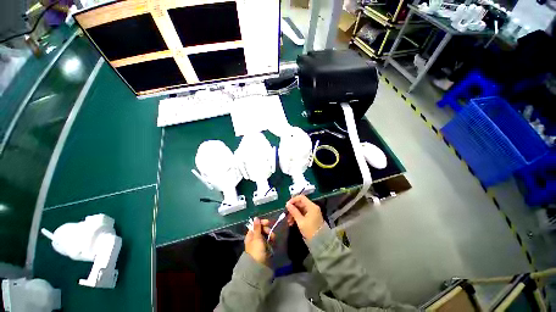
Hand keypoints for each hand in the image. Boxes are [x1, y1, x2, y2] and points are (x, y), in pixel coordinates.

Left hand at [245, 218, 274, 264]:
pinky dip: (271, 240)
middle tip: (270, 233)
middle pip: (262, 229)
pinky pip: (269, 240)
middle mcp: (255, 238)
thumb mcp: (256, 237)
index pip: (256, 225)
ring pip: (266, 234)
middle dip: (267, 229)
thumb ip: (257, 227)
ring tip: (273, 239)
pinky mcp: (265, 247)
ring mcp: (260, 243)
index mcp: (251, 235)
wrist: (259, 266)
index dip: (262, 223)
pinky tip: (273, 242)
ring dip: (270, 235)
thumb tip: (255, 217)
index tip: (268, 222)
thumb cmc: (256, 250)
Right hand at [286, 195, 324, 240]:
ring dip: (294, 213)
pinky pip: (302, 213)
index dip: (293, 200)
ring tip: (289, 221)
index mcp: (311, 206)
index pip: (301, 198)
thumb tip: (287, 204)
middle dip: (292, 208)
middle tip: (286, 215)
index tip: (287, 205)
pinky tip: (292, 222)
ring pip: (300, 209)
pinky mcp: (311, 217)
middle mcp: (312, 207)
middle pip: (300, 203)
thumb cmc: (310, 230)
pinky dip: (297, 216)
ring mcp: (312, 212)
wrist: (320, 242)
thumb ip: (294, 211)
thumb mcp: (300, 221)